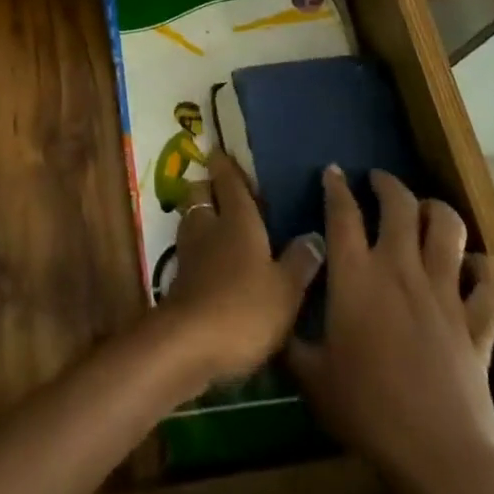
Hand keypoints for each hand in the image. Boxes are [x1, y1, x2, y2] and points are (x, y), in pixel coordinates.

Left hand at [159, 150, 324, 385]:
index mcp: (237, 219)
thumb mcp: (286, 290)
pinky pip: (189, 249)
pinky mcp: (179, 278)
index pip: (228, 180)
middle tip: (224, 190)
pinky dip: (198, 248)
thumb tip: (315, 235)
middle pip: (201, 193)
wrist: (190, 343)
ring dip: (201, 216)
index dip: (224, 164)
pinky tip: (211, 263)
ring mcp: (189, 251)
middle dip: (208, 187)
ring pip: (192, 219)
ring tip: (219, 224)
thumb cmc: (245, 308)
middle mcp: (209, 226)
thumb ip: (300, 262)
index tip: (220, 150)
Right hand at [288, 167, 493, 489]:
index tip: (333, 173)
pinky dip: (487, 269)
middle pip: (400, 204)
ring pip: (449, 228)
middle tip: (378, 182)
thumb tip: (272, 319)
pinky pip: (492, 283)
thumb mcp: (311, 378)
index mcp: (355, 275)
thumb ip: (289, 341)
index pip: (342, 213)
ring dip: (437, 211)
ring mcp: (444, 292)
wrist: (438, 455)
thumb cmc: (367, 411)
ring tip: (425, 211)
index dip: (336, 187)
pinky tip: (476, 268)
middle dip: (388, 185)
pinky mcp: (478, 323)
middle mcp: (400, 268)